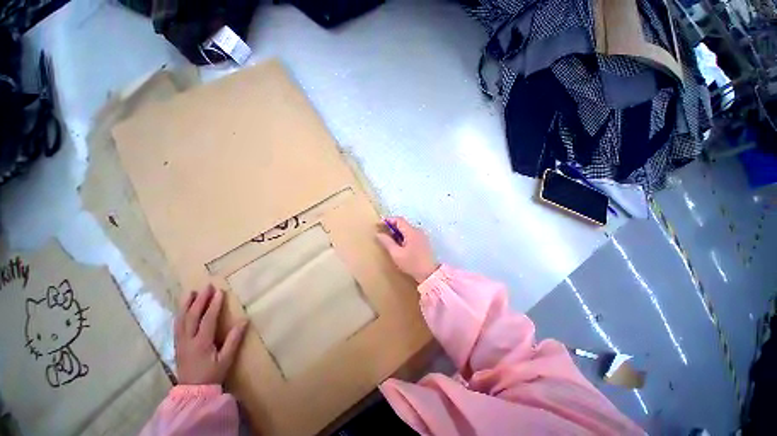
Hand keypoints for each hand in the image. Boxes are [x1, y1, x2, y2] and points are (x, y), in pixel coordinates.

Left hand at [174, 285, 247, 384]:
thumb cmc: (212, 375)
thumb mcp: (226, 359)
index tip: (220, 292)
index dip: (214, 305)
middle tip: (207, 286)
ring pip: (181, 319)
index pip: (208, 319)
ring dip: (186, 305)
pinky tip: (183, 309)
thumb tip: (244, 320)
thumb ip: (234, 340)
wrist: (192, 392)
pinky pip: (177, 325)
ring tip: (191, 292)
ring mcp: (180, 342)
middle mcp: (188, 340)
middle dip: (200, 300)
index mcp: (201, 343)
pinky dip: (180, 314)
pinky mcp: (177, 345)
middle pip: (192, 316)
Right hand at [377, 216, 438, 283]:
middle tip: (383, 233)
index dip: (388, 220)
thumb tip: (378, 234)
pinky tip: (399, 245)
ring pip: (407, 230)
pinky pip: (411, 235)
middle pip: (403, 224)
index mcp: (412, 231)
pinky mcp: (423, 242)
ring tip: (389, 241)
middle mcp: (418, 231)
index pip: (399, 220)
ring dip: (398, 233)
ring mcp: (422, 236)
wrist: (430, 274)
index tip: (379, 224)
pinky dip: (404, 237)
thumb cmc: (412, 264)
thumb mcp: (396, 254)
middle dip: (392, 227)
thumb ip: (387, 242)